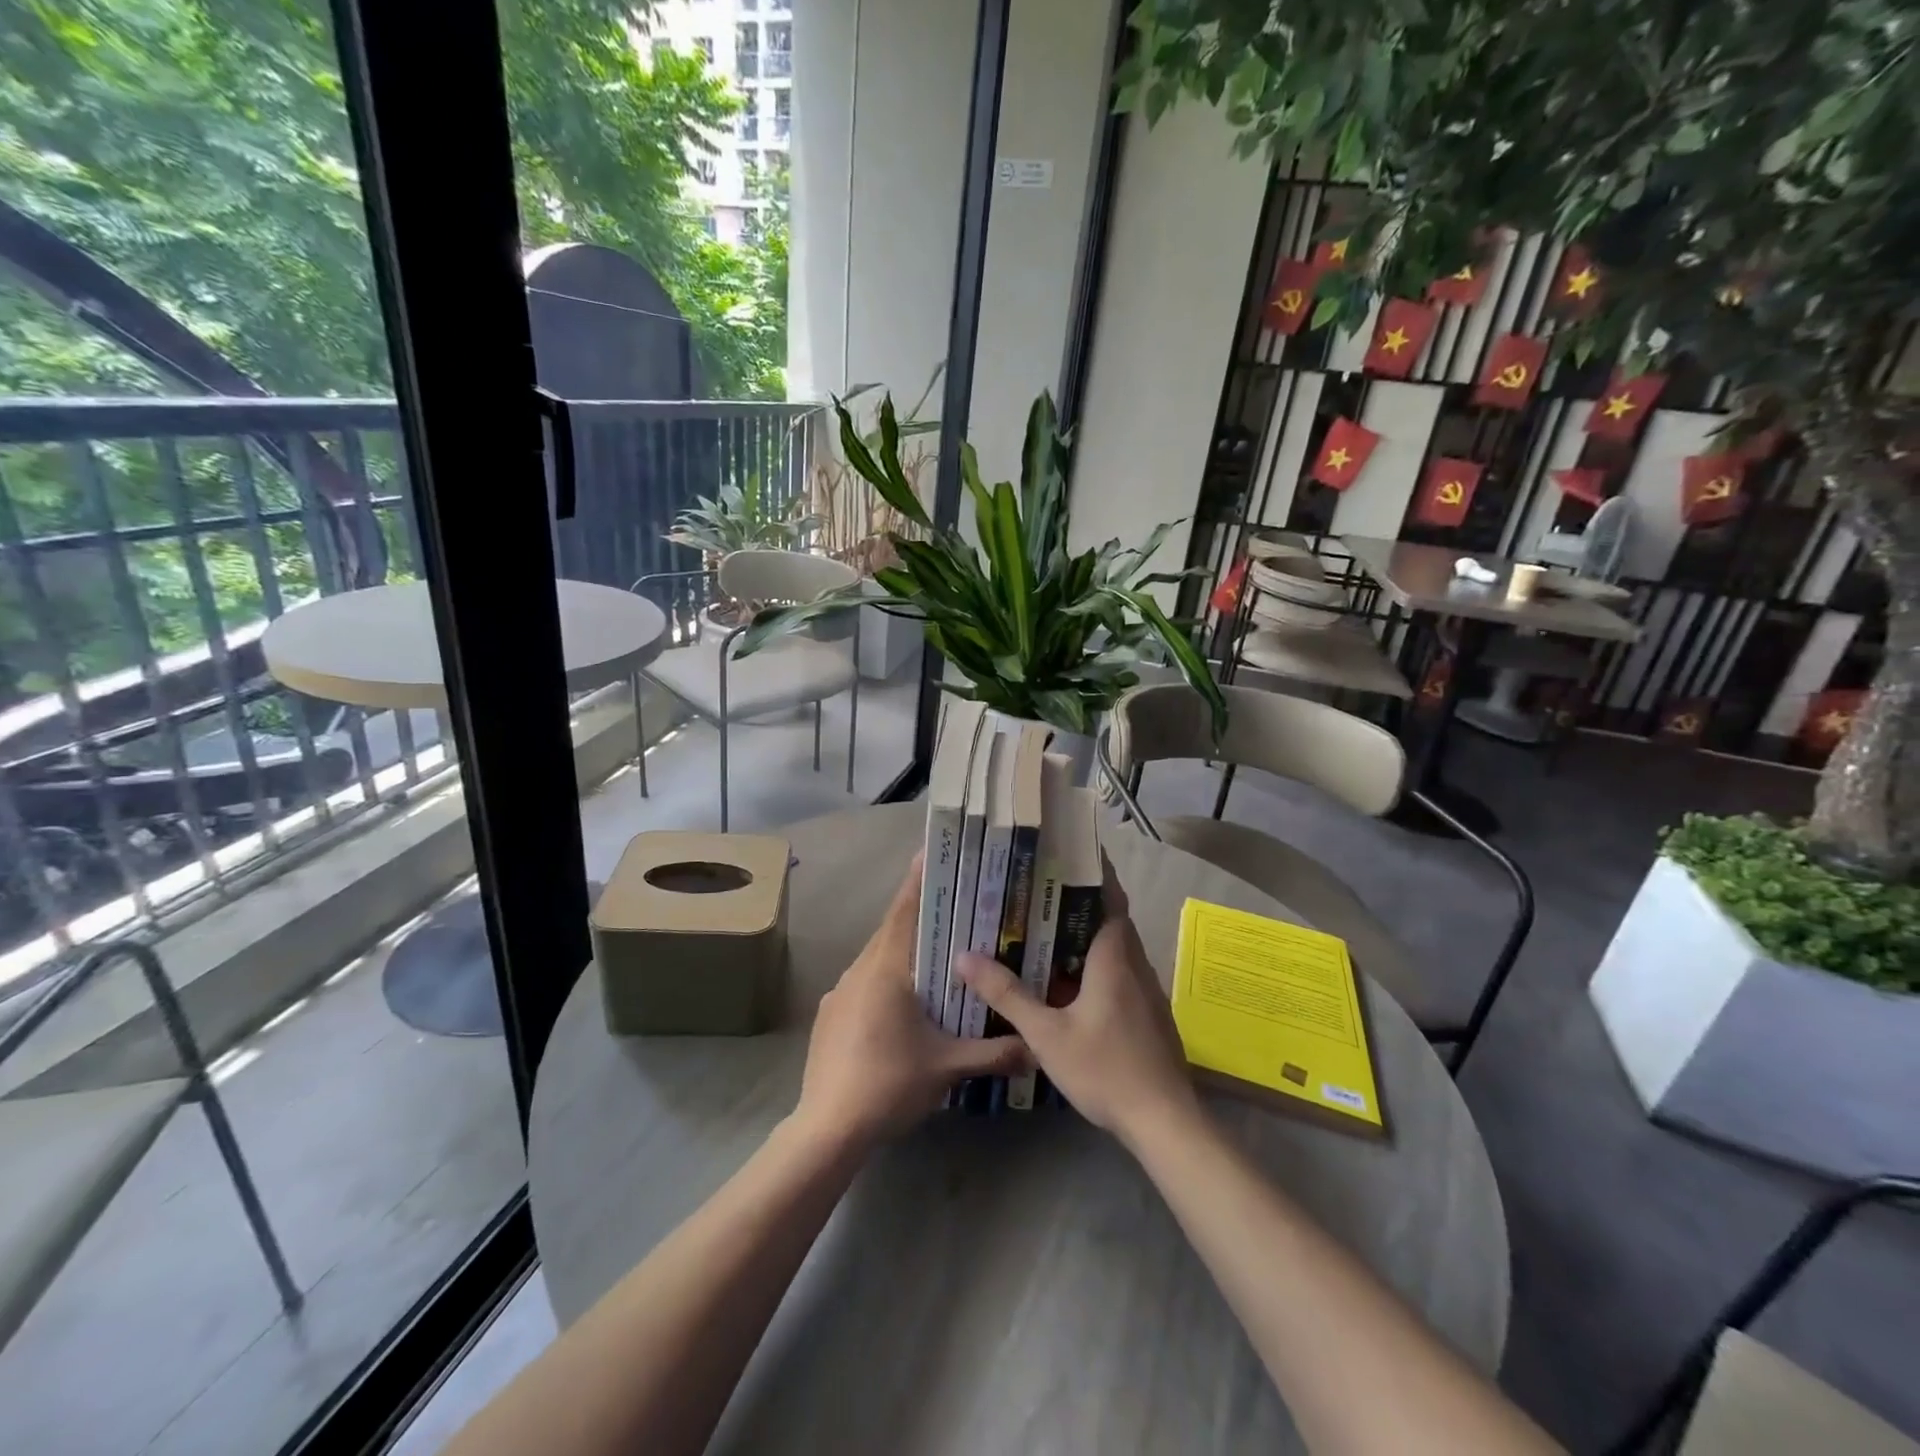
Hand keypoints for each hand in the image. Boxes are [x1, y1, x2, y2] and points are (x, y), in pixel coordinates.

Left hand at [795, 855, 1029, 1149]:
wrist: (827, 1128)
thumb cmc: (889, 1084)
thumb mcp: (948, 1068)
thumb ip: (995, 1053)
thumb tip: (1037, 1050)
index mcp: (886, 969)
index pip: (905, 912)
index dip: (918, 882)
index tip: (930, 854)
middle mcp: (859, 970)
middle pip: (892, 931)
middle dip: (919, 916)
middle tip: (951, 906)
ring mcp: (839, 992)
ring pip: (876, 958)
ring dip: (903, 950)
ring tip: (934, 953)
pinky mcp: (830, 1015)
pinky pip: (863, 982)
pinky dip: (885, 978)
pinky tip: (902, 1003)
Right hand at [956, 861, 1200, 1146]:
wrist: (1164, 1121)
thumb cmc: (1106, 1068)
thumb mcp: (1046, 1034)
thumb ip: (1007, 995)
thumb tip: (965, 957)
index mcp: (1114, 957)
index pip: (1109, 897)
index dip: (1095, 871)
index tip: (1070, 850)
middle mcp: (1135, 965)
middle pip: (1110, 919)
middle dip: (1080, 902)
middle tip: (1039, 889)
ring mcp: (1146, 991)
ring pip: (1115, 949)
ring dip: (1086, 936)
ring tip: (1045, 929)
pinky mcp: (1148, 1014)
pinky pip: (1119, 973)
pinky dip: (1095, 965)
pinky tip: (1068, 982)